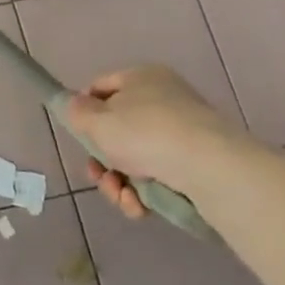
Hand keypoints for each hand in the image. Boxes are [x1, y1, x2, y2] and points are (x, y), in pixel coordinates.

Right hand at [66, 65, 245, 218]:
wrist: (210, 168)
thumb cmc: (145, 133)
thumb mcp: (97, 120)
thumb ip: (76, 112)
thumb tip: (75, 106)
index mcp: (141, 77)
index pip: (100, 88)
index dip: (84, 112)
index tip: (78, 137)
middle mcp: (164, 99)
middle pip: (117, 129)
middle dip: (102, 160)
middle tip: (98, 176)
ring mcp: (183, 132)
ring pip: (136, 158)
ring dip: (119, 183)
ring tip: (121, 198)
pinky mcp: (197, 163)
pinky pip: (159, 175)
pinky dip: (144, 193)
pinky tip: (139, 207)